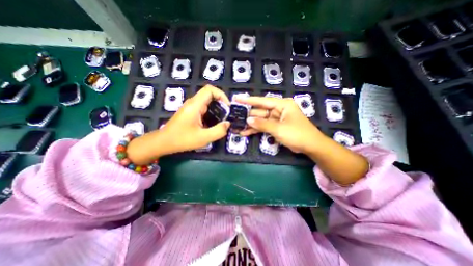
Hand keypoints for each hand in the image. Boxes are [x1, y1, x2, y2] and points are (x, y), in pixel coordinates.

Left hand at [126, 85, 228, 164]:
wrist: (164, 142)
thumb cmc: (182, 139)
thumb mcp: (204, 138)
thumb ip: (219, 131)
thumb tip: (228, 123)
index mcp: (195, 105)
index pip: (210, 90)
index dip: (221, 95)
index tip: (227, 107)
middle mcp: (193, 103)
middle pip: (209, 95)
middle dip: (221, 103)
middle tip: (226, 115)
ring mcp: (190, 107)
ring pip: (207, 102)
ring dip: (216, 109)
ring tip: (221, 120)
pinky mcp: (190, 112)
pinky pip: (203, 108)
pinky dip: (211, 113)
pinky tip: (212, 123)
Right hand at [239, 97, 322, 152]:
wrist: (310, 146)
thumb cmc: (297, 134)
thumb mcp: (279, 129)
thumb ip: (262, 124)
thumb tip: (248, 120)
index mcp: (282, 104)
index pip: (262, 101)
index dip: (249, 100)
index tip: (237, 98)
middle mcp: (278, 109)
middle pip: (260, 111)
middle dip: (248, 115)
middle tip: (234, 117)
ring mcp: (276, 119)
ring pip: (260, 120)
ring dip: (250, 124)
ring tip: (237, 126)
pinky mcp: (275, 127)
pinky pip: (263, 127)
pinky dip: (256, 130)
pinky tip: (245, 132)